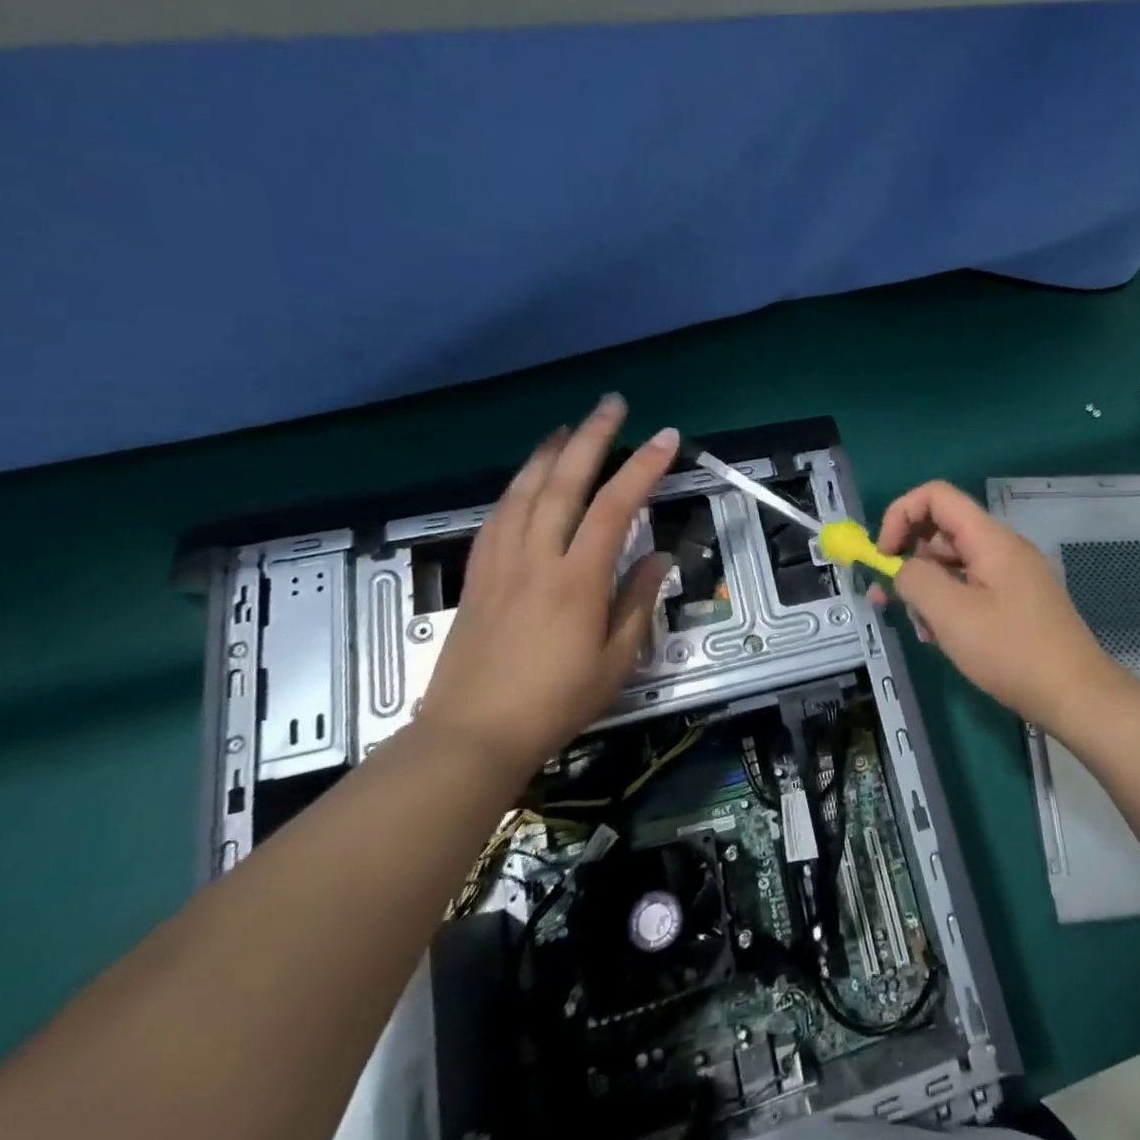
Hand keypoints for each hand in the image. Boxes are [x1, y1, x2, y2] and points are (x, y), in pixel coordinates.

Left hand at [416, 396, 676, 776]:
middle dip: (592, 438)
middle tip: (612, 405)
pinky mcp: (478, 574)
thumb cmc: (555, 702)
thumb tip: (658, 558)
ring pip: (524, 491)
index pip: (616, 507)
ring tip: (569, 427)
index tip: (667, 437)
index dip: (644, 468)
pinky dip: (516, 486)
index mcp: (578, 580)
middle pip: (564, 483)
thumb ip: (638, 602)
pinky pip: (497, 515)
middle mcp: (537, 558)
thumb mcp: (616, 660)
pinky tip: (526, 479)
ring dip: (548, 452)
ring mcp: (501, 562)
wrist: (472, 734)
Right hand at [871, 480, 1129, 731]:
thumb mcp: (951, 615)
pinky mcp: (1016, 601)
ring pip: (953, 564)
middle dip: (908, 559)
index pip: (936, 496)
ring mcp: (1011, 575)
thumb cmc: (1011, 651)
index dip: (901, 515)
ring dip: (927, 588)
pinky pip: (971, 587)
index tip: (882, 556)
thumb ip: (916, 580)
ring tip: (921, 630)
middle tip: (885, 598)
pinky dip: (948, 604)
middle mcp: (1002, 547)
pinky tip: (941, 638)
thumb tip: (900, 567)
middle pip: (942, 530)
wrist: (1077, 695)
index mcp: (990, 539)